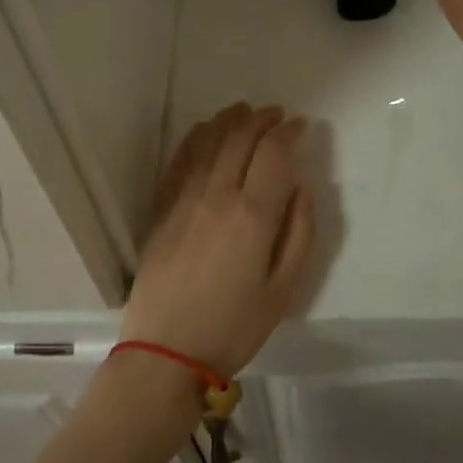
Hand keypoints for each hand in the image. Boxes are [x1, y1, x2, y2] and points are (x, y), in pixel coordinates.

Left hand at [120, 103, 315, 378]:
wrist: (165, 352)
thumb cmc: (233, 326)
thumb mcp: (284, 290)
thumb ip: (299, 234)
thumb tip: (300, 189)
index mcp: (253, 215)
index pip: (273, 153)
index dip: (289, 132)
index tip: (301, 125)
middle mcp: (218, 195)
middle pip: (240, 139)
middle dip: (262, 119)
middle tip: (277, 114)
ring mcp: (184, 199)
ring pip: (209, 142)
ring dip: (230, 120)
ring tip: (245, 110)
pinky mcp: (161, 209)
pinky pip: (180, 160)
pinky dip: (196, 137)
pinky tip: (205, 130)